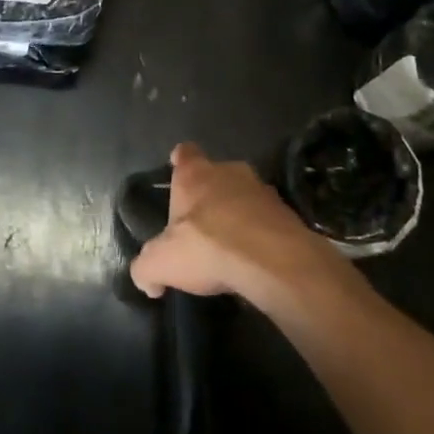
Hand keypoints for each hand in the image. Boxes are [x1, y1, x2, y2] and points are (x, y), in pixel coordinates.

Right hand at [129, 143, 344, 305]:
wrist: (273, 261)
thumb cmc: (208, 247)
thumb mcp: (161, 263)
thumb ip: (146, 268)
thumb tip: (147, 280)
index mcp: (195, 174)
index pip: (185, 153)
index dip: (180, 161)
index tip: (177, 169)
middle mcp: (229, 171)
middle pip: (216, 175)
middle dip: (210, 194)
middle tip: (202, 224)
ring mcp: (262, 189)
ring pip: (244, 195)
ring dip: (238, 214)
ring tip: (231, 246)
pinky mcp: (287, 213)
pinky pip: (267, 219)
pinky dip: (260, 233)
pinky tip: (254, 259)